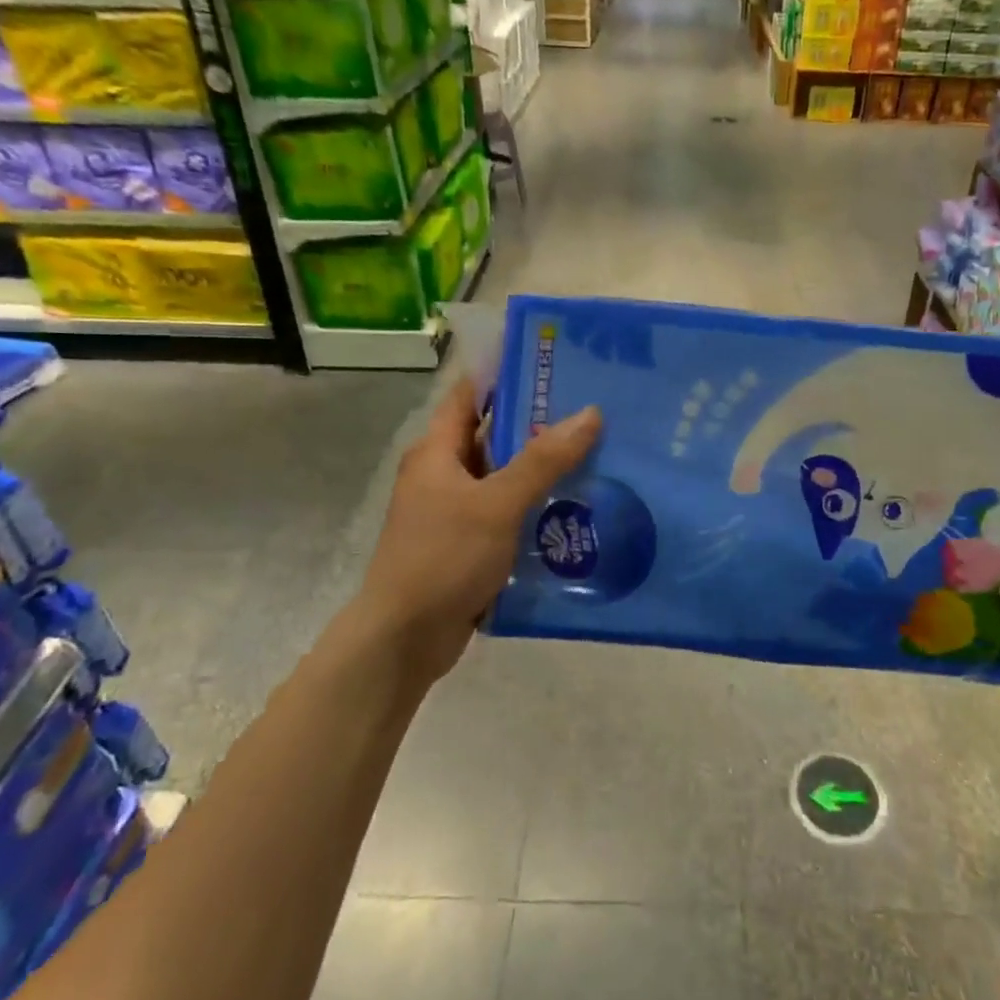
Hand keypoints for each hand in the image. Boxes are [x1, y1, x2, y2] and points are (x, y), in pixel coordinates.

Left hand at [355, 377, 601, 685]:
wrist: (404, 639)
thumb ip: (543, 460)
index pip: (469, 395)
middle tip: (589, 409)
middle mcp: (442, 475)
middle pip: (492, 436)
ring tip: (594, 454)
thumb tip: (589, 413)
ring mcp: (454, 512)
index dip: (504, 374)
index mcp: (437, 452)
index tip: (550, 361)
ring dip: (539, 469)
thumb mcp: (497, 504)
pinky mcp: (467, 545)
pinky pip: (506, 514)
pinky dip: (533, 508)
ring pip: (503, 478)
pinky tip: (573, 508)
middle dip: (536, 423)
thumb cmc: (443, 558)